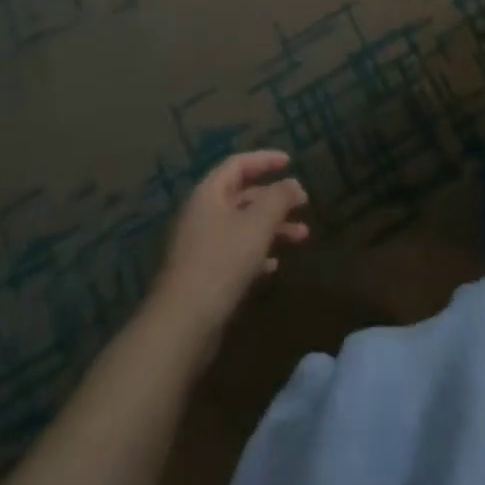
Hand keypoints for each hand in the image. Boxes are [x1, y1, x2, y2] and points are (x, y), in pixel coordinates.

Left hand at [155, 151, 309, 329]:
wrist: (182, 325)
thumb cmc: (222, 262)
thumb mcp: (258, 223)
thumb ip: (279, 198)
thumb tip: (294, 184)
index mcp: (209, 194)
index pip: (238, 164)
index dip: (265, 160)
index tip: (290, 162)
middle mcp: (203, 214)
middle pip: (243, 196)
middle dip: (275, 199)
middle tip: (303, 204)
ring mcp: (201, 246)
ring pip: (243, 226)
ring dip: (273, 227)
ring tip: (302, 236)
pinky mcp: (204, 275)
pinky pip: (236, 252)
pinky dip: (257, 252)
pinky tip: (274, 265)